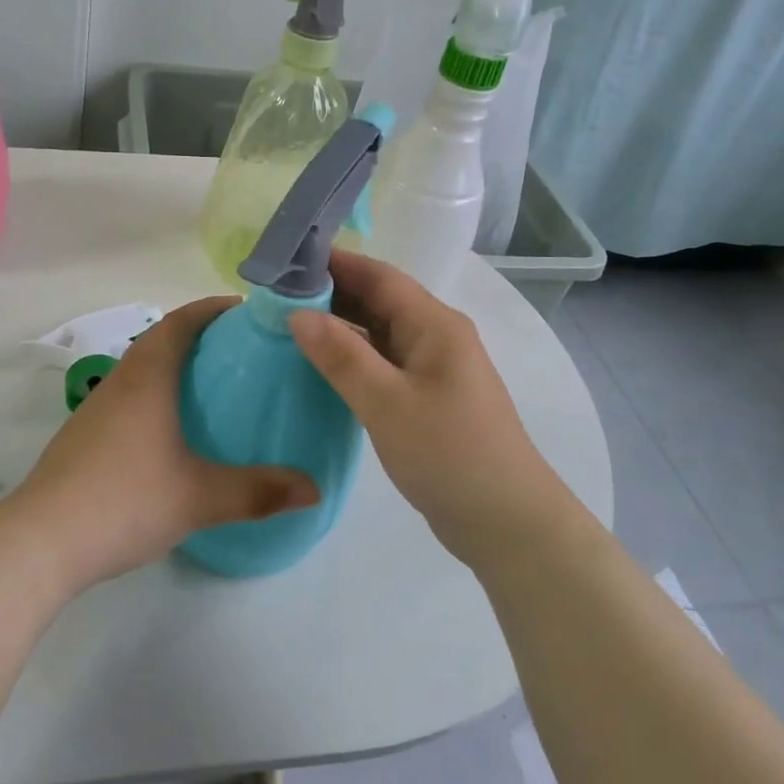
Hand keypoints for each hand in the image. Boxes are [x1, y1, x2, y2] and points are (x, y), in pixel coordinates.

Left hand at [9, 297, 320, 590]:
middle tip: (245, 351)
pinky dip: (159, 391)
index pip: (183, 320)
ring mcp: (98, 406)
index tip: (250, 312)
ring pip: (143, 366)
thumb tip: (314, 489)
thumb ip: (258, 491)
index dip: (215, 308)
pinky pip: (131, 393)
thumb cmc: (124, 501)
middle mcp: (121, 380)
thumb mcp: (199, 498)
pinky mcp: (86, 434)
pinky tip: (175, 429)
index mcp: (148, 376)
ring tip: (217, 385)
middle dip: (202, 334)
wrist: (40, 542)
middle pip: (162, 337)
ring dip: (177, 363)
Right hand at [289, 249, 564, 561]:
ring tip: (287, 323)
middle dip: (331, 291)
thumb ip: (342, 356)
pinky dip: (351, 355)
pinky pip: (383, 361)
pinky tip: (320, 364)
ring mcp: (433, 368)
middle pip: (379, 299)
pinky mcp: (427, 396)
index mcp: (435, 325)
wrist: (507, 524)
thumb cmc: (450, 455)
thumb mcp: (388, 404)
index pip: (379, 276)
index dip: (335, 262)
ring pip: (379, 331)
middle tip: (275, 293)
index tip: (286, 260)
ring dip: (339, 324)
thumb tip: (297, 313)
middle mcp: (436, 336)